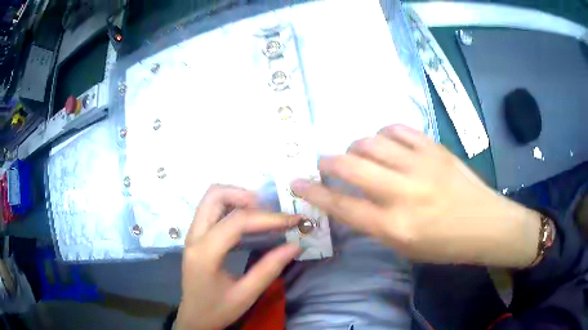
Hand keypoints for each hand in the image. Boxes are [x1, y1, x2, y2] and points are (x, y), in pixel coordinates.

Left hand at [176, 185, 300, 329]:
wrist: (194, 318)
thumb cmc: (217, 310)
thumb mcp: (246, 295)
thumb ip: (269, 269)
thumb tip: (295, 245)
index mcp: (205, 254)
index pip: (236, 222)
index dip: (268, 217)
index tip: (292, 220)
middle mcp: (194, 237)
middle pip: (214, 195)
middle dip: (245, 196)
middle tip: (269, 211)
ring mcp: (192, 234)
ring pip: (211, 198)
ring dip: (237, 198)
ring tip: (261, 214)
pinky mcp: (195, 237)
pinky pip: (211, 209)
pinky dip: (231, 207)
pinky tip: (247, 222)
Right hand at [291, 125, 540, 267]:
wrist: (486, 224)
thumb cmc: (445, 245)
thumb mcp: (405, 247)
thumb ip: (376, 223)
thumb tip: (352, 200)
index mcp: (395, 227)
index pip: (341, 206)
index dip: (313, 193)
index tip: (296, 182)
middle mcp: (403, 193)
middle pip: (350, 166)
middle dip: (328, 162)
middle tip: (325, 163)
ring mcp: (420, 165)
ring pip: (370, 142)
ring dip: (356, 147)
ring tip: (359, 154)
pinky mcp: (434, 148)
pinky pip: (397, 129)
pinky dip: (383, 133)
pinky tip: (385, 141)